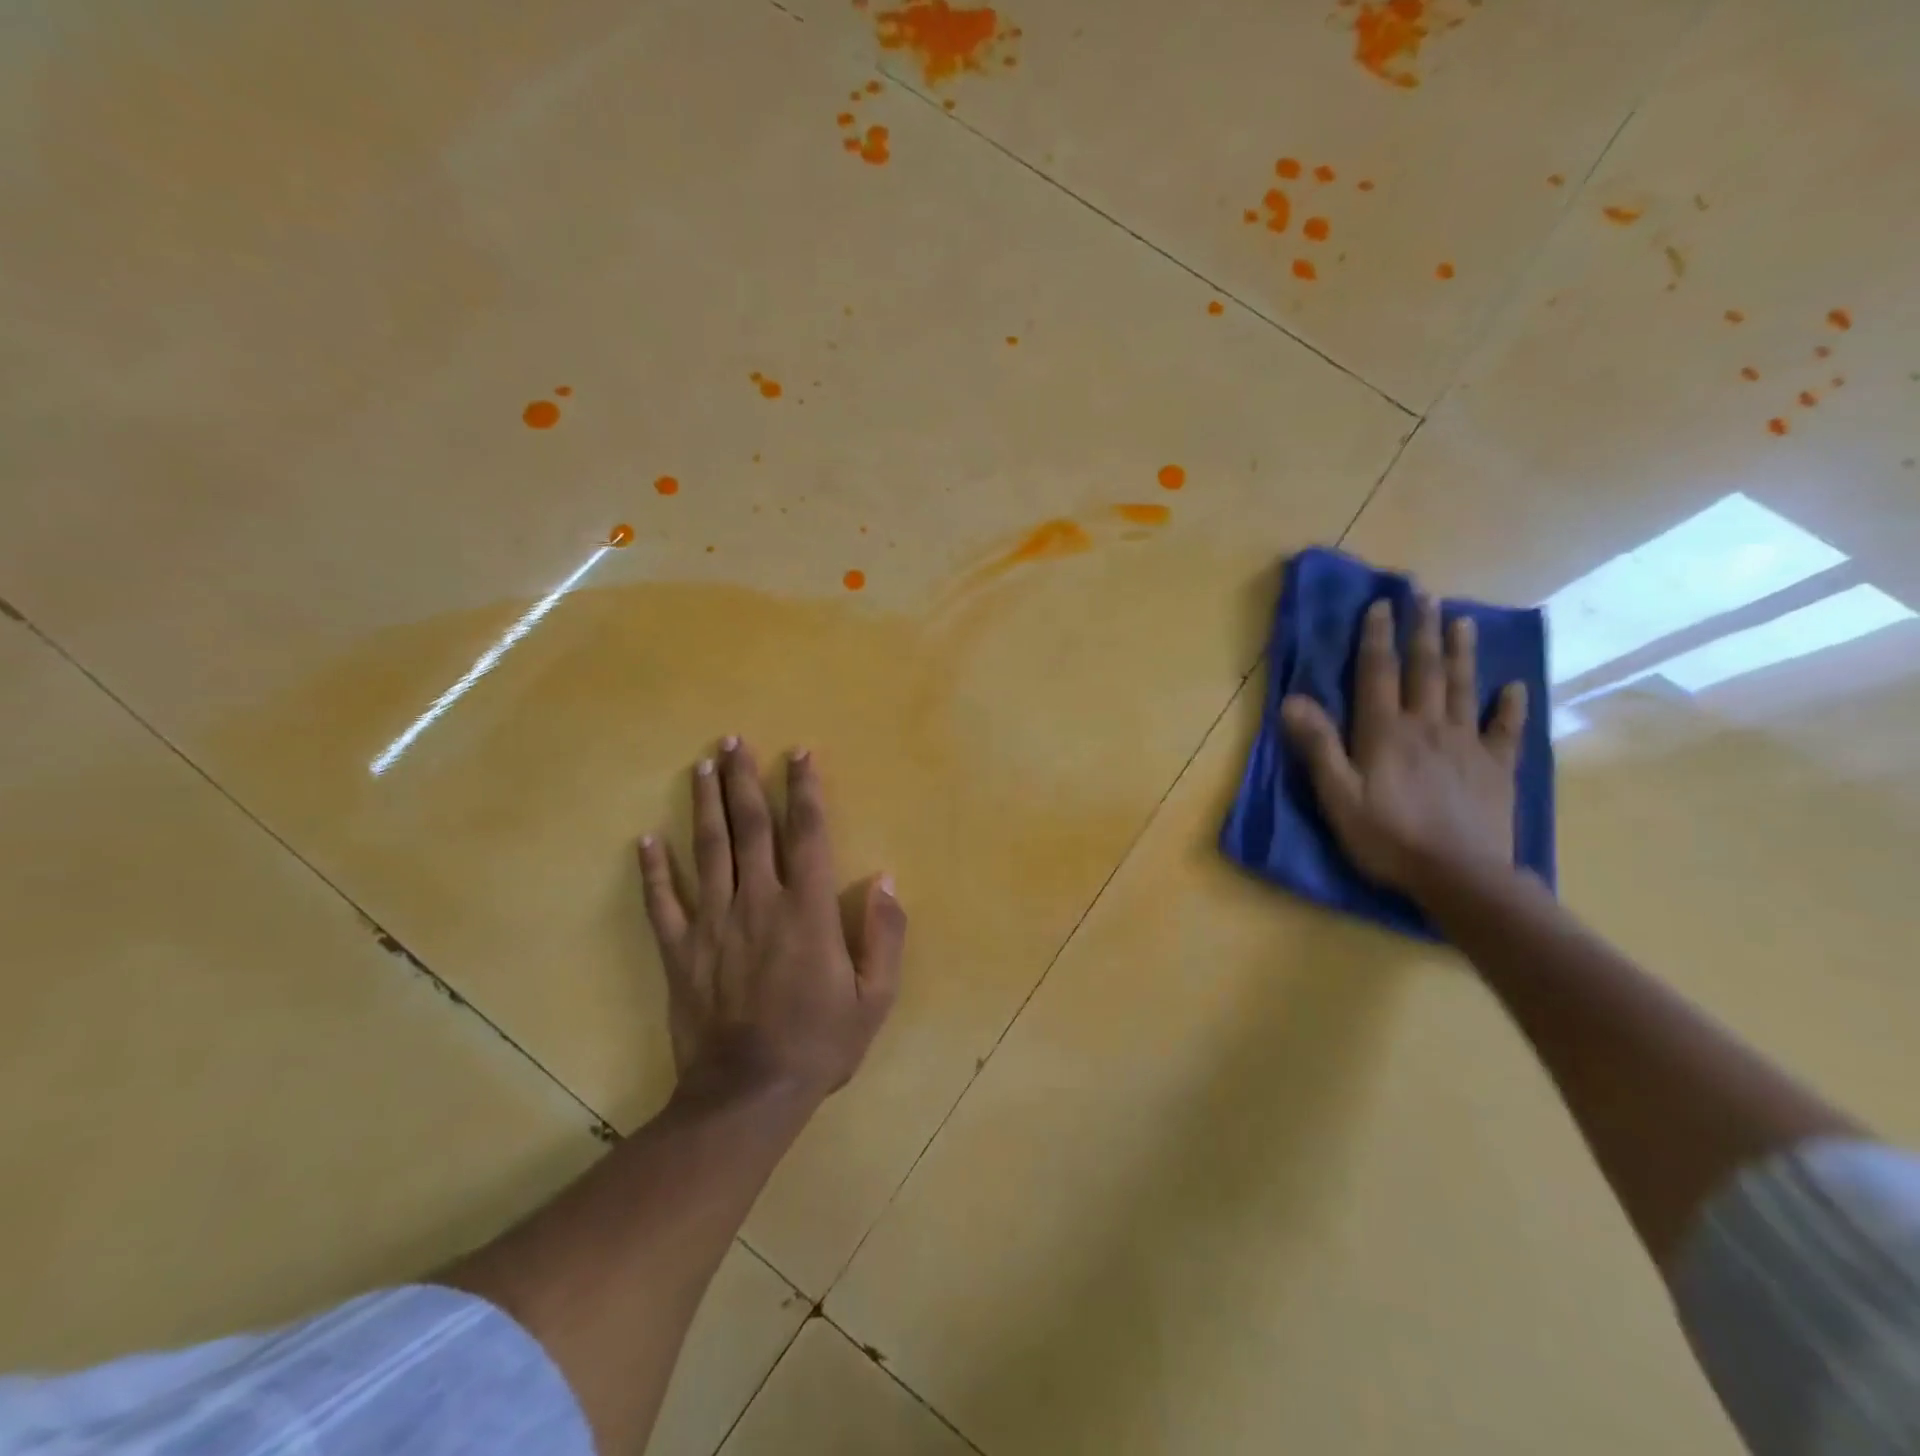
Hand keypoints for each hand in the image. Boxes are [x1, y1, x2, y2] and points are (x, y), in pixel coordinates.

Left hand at [638, 738, 906, 1104]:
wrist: (748, 1095)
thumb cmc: (819, 1043)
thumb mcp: (874, 997)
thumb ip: (884, 935)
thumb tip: (885, 879)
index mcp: (807, 910)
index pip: (808, 834)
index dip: (805, 789)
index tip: (799, 753)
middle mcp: (759, 902)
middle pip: (750, 828)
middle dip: (744, 780)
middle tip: (733, 741)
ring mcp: (713, 924)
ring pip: (707, 851)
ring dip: (705, 805)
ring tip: (702, 766)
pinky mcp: (681, 951)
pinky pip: (663, 902)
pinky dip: (653, 870)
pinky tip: (645, 840)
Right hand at [1280, 594, 1527, 894]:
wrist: (1459, 876)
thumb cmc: (1387, 837)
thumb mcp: (1338, 795)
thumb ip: (1318, 746)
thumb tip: (1291, 700)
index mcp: (1386, 732)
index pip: (1378, 673)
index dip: (1377, 637)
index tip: (1381, 605)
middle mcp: (1428, 726)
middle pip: (1426, 670)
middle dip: (1423, 630)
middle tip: (1426, 595)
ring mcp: (1467, 745)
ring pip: (1464, 688)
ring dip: (1462, 652)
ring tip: (1463, 621)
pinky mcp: (1496, 768)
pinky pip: (1506, 729)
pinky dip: (1511, 706)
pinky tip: (1514, 687)